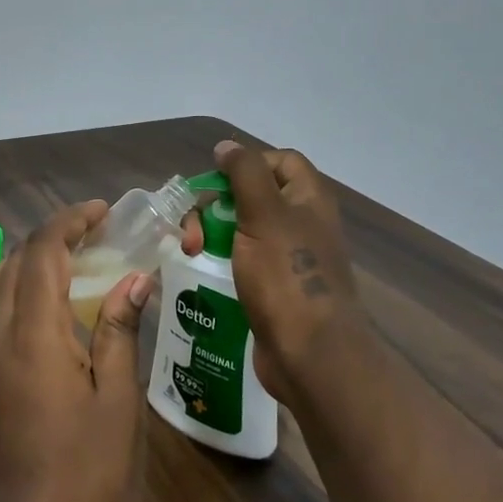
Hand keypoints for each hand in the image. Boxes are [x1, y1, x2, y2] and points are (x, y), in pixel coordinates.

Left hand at [0, 200, 150, 501]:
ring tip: (67, 263)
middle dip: (52, 236)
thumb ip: (118, 329)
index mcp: (33, 332)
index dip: (70, 221)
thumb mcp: (115, 399)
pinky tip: (41, 309)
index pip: (43, 252)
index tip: (102, 212)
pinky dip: (12, 289)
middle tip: (93, 235)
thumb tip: (135, 278)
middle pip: (15, 261)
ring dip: (26, 260)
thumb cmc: (81, 469)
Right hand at [182, 141, 367, 407]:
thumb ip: (245, 173)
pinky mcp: (273, 288)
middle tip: (195, 227)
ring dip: (213, 232)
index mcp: (309, 199)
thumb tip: (227, 146)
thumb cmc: (287, 276)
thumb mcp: (264, 214)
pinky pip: (242, 260)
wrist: (309, 354)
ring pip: (243, 228)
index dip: (247, 163)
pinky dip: (220, 259)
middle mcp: (302, 223)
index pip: (280, 161)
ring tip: (192, 251)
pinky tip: (201, 270)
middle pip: (254, 194)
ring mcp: (288, 258)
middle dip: (218, 204)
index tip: (216, 180)